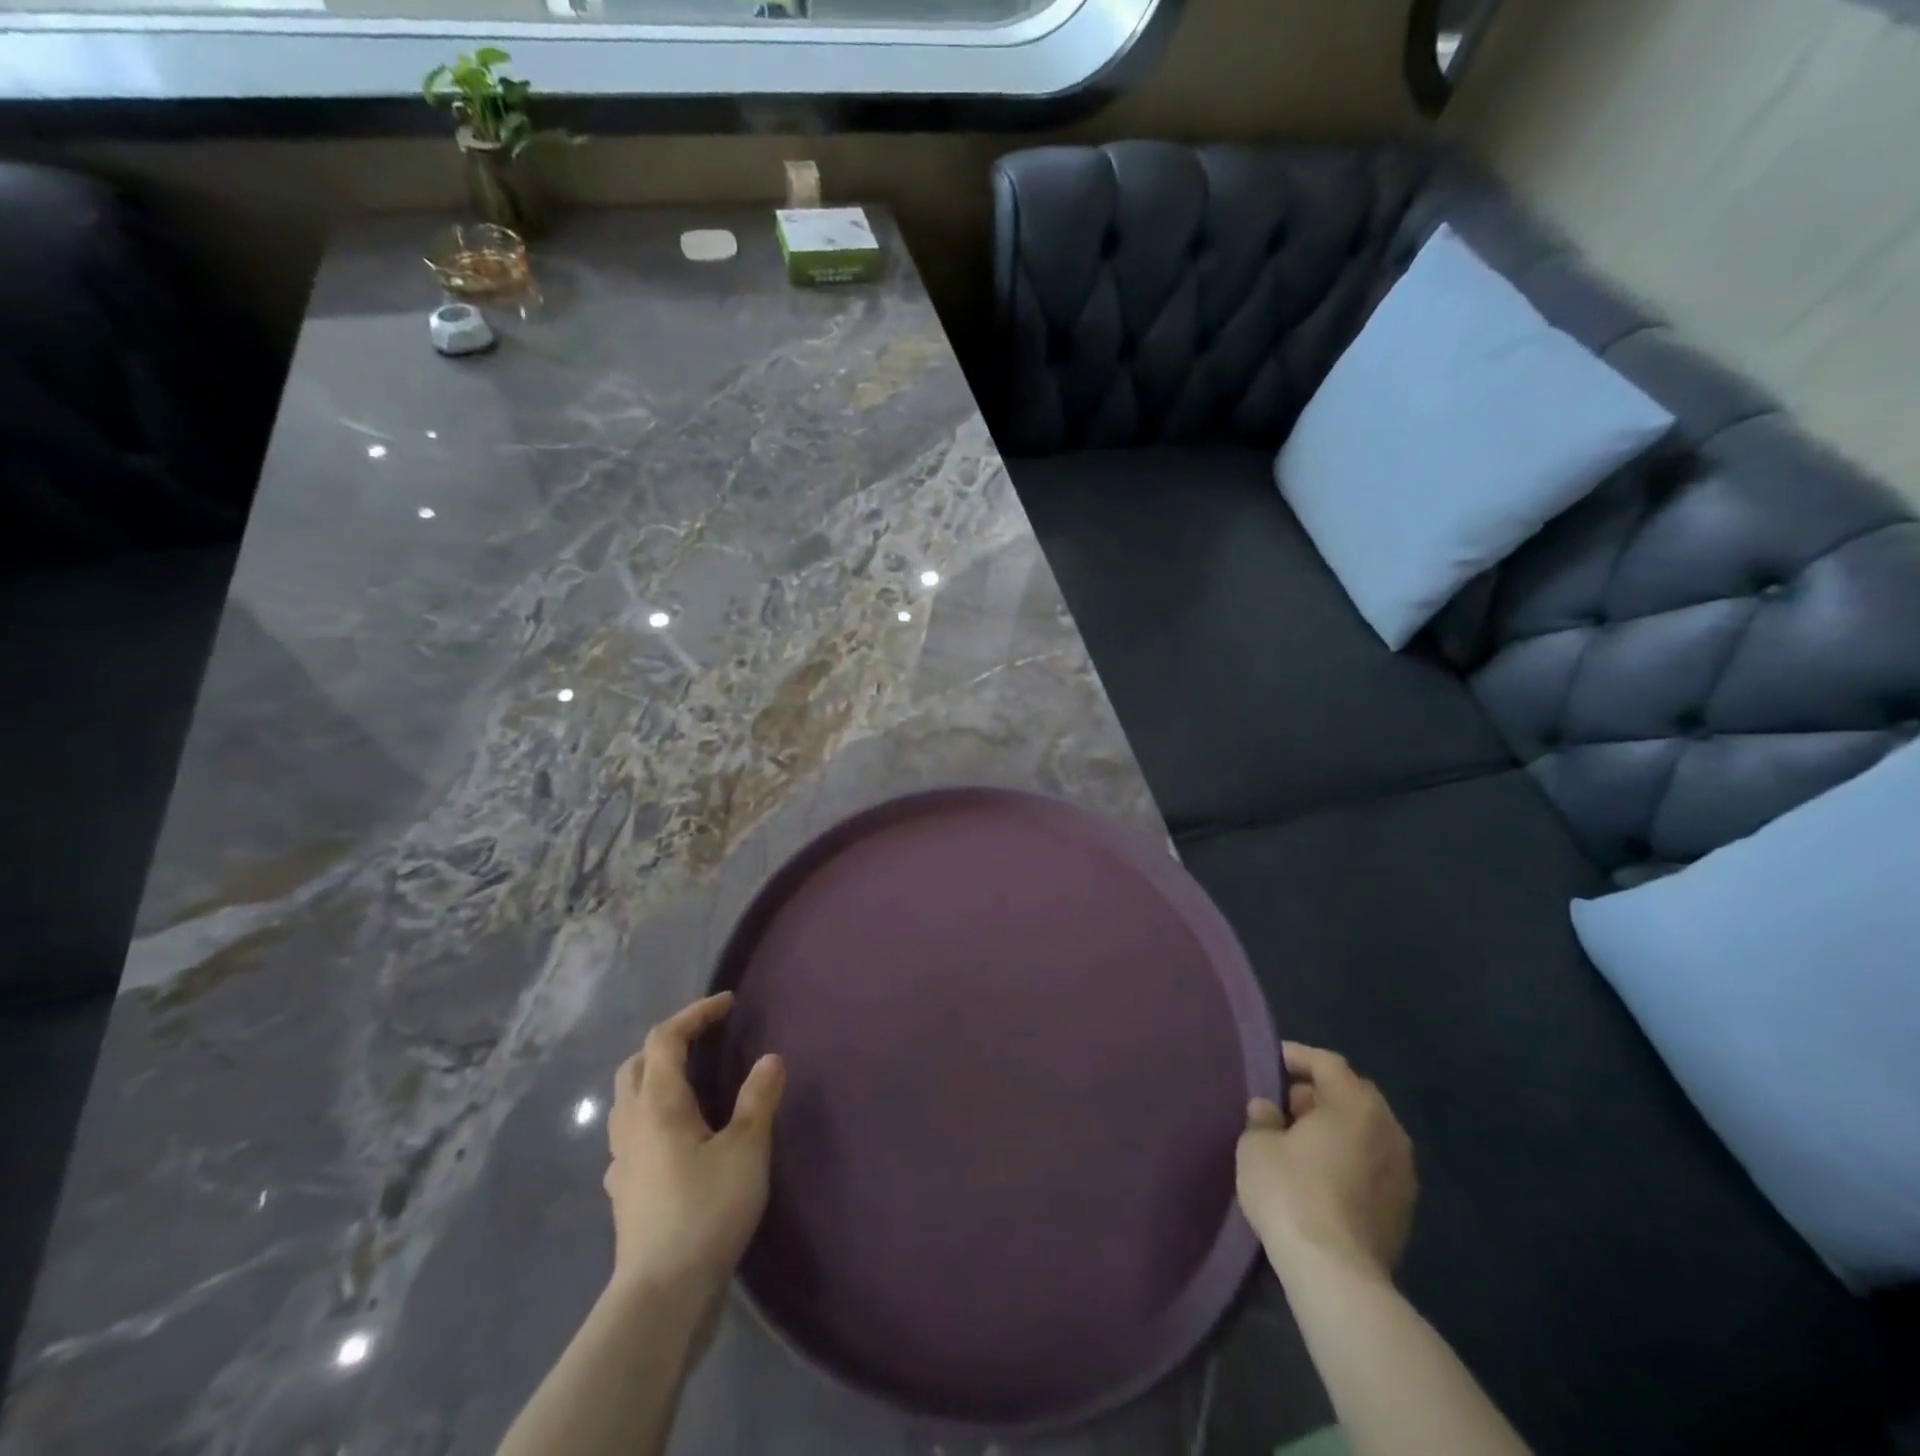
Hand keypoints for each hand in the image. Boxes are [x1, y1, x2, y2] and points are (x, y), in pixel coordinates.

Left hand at [604, 993, 784, 1307]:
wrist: (660, 1296)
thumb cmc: (705, 1211)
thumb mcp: (746, 1149)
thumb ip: (758, 1099)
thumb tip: (771, 1058)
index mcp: (658, 1104)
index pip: (666, 1038)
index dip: (695, 1013)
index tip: (727, 1003)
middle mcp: (631, 1124)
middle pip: (637, 1064)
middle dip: (669, 1041)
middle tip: (706, 1038)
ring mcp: (622, 1160)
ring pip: (628, 1099)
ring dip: (655, 1076)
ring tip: (692, 1081)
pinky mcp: (624, 1191)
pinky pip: (631, 1134)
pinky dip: (651, 1116)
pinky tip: (675, 1137)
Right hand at [1236, 1041, 1415, 1283]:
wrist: (1336, 1273)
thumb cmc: (1291, 1192)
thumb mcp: (1256, 1145)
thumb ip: (1262, 1118)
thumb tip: (1269, 1110)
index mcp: (1355, 1104)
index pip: (1327, 1062)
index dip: (1298, 1057)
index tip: (1272, 1062)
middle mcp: (1388, 1129)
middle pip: (1353, 1094)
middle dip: (1319, 1093)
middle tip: (1285, 1103)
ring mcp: (1403, 1171)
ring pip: (1366, 1131)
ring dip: (1337, 1128)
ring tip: (1302, 1140)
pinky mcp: (1405, 1209)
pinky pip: (1373, 1163)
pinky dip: (1350, 1157)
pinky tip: (1322, 1174)